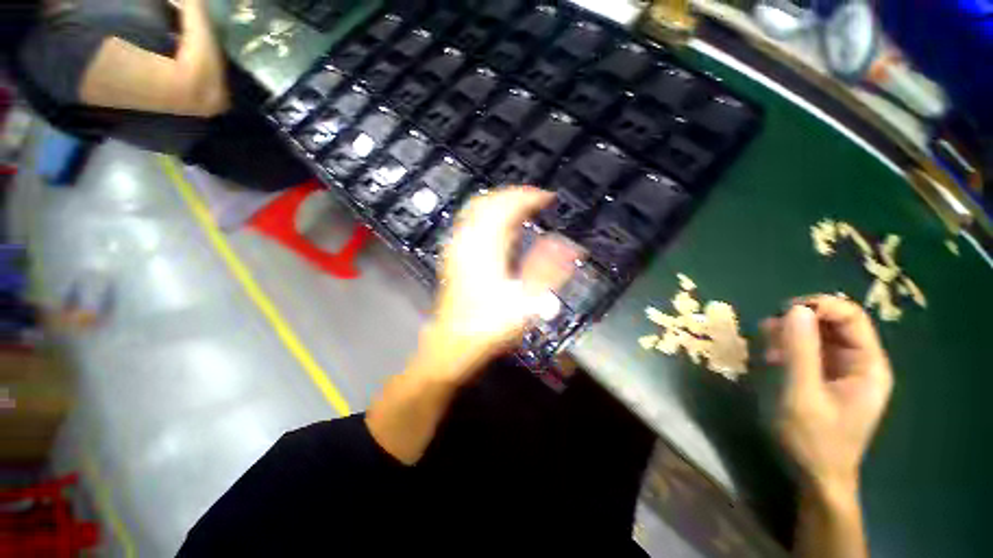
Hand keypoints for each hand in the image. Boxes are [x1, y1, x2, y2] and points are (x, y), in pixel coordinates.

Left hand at [424, 187, 582, 382]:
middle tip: (536, 200)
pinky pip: (471, 223)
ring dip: (500, 204)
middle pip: (487, 201)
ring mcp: (457, 248)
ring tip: (523, 209)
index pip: (506, 205)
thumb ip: (548, 270)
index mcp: (484, 248)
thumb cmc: (489, 326)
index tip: (549, 198)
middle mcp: (467, 241)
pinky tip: (501, 229)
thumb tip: (571, 246)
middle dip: (513, 195)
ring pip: (476, 210)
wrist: (453, 344)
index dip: (529, 196)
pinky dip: (489, 217)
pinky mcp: (454, 257)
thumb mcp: (525, 302)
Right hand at [762, 295, 892, 492]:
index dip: (820, 306)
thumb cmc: (812, 440)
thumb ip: (800, 352)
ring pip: (816, 335)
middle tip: (769, 334)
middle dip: (799, 322)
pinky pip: (806, 350)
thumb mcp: (802, 396)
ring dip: (789, 336)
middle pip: (832, 323)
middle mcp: (858, 362)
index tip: (783, 311)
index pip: (851, 316)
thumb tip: (795, 309)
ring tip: (768, 351)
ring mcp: (840, 370)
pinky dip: (787, 348)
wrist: (813, 475)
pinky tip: (772, 360)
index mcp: (867, 365)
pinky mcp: (823, 377)